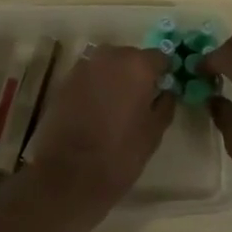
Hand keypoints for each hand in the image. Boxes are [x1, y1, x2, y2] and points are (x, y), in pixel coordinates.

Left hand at [13, 44, 172, 227]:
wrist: (66, 175)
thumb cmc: (119, 154)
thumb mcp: (153, 134)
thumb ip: (165, 105)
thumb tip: (166, 91)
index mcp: (137, 65)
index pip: (159, 57)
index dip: (163, 73)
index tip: (163, 90)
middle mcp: (110, 56)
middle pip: (131, 57)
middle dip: (137, 74)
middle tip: (139, 101)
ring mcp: (84, 66)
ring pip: (108, 65)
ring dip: (115, 79)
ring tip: (116, 107)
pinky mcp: (65, 80)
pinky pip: (90, 76)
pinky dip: (96, 86)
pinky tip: (95, 111)